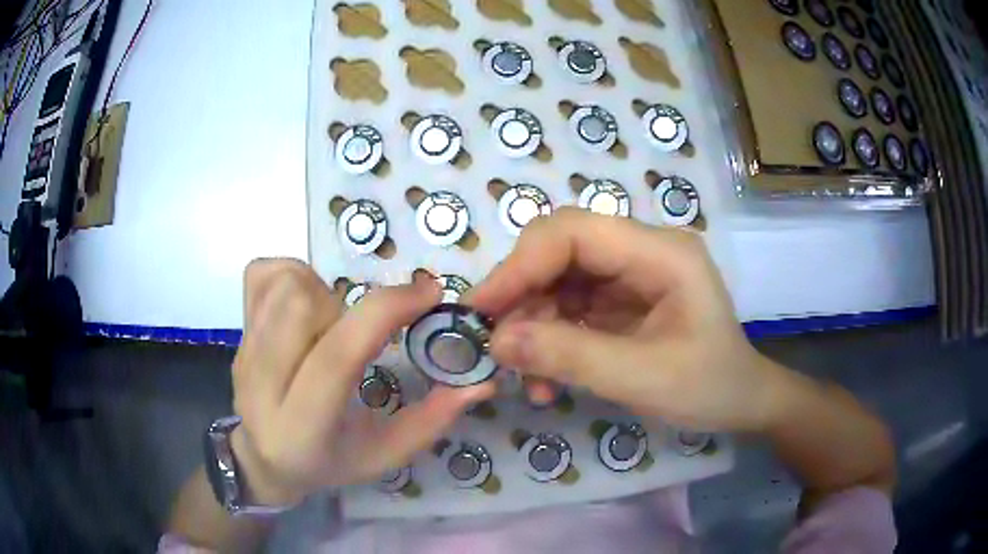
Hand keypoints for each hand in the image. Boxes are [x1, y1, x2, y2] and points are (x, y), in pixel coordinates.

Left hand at [230, 260, 492, 505]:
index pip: (337, 356)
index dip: (386, 312)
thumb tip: (482, 382)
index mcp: (303, 426)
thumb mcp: (386, 454)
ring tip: (332, 322)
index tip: (429, 292)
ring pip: (283, 285)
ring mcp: (243, 351)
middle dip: (348, 307)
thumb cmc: (328, 462)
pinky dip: (292, 275)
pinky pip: (262, 273)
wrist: (263, 458)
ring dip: (322, 290)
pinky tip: (304, 305)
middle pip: (303, 307)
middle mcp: (262, 384)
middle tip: (361, 332)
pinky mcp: (237, 330)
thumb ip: (433, 419)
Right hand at [468, 208, 780, 432]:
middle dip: (521, 294)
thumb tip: (497, 342)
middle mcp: (642, 249)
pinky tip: (545, 376)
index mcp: (661, 252)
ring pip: (557, 277)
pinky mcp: (620, 297)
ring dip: (531, 322)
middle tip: (497, 344)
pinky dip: (548, 337)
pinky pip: (568, 304)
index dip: (521, 264)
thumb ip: (570, 357)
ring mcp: (630, 272)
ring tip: (525, 374)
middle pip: (561, 249)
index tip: (481, 309)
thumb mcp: (642, 378)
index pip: (575, 231)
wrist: (740, 401)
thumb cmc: (708, 386)